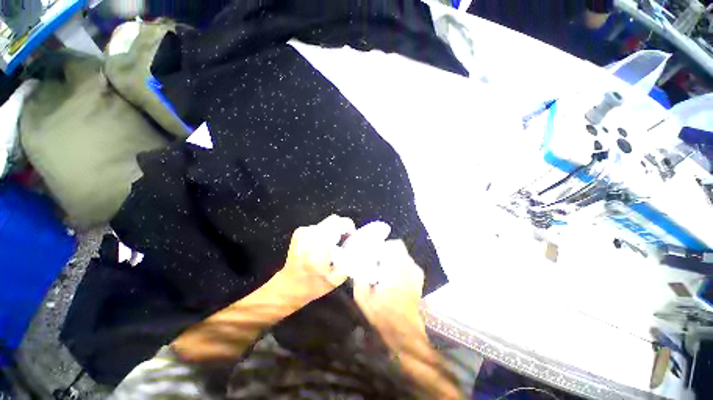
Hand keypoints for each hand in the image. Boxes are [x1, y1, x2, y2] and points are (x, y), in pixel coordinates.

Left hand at [279, 214, 355, 303]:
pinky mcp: (300, 231)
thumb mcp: (336, 278)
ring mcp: (303, 231)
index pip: (340, 223)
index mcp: (319, 245)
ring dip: (334, 231)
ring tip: (333, 246)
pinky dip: (325, 233)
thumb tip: (359, 248)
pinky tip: (323, 245)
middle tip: (344, 242)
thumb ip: (350, 261)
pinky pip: (319, 226)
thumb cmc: (313, 285)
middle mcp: (310, 234)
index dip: (349, 228)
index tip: (351, 238)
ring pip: (327, 223)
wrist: (289, 286)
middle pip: (334, 220)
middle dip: (342, 229)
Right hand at [352, 239, 426, 346]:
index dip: (381, 246)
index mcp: (397, 269)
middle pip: (397, 246)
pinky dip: (398, 262)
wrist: (404, 330)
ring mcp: (416, 271)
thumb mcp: (363, 297)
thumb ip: (359, 276)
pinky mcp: (418, 277)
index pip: (393, 245)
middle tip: (375, 259)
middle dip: (385, 250)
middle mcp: (409, 267)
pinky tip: (391, 274)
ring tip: (382, 267)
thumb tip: (357, 261)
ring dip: (391, 256)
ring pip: (402, 253)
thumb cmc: (383, 315)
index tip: (372, 253)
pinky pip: (406, 261)